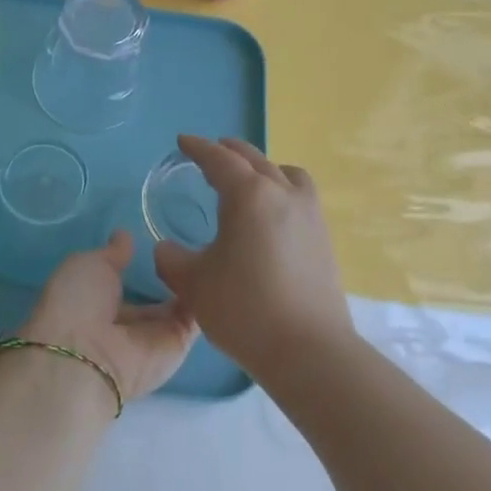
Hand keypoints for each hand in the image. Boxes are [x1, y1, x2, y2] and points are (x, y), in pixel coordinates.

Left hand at [18, 231, 196, 405]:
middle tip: (192, 245)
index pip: (124, 282)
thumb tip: (124, 235)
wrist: (89, 355)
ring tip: (208, 252)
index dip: (139, 264)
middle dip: (171, 275)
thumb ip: (112, 253)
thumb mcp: (88, 265)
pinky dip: (207, 298)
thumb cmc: (79, 302)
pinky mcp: (179, 346)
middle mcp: (128, 323)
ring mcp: (156, 336)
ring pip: (180, 306)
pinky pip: (196, 319)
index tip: (159, 241)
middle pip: (155, 297)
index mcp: (98, 303)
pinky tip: (215, 272)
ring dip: (194, 283)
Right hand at [153, 135, 352, 384]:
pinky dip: (281, 190)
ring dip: (263, 168)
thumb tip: (167, 248)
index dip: (198, 148)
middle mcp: (283, 193)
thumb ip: (171, 259)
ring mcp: (309, 214)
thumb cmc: (244, 309)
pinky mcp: (324, 237)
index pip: (220, 159)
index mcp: (248, 195)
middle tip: (211, 152)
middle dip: (230, 152)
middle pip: (254, 159)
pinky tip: (272, 216)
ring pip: (285, 173)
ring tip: (249, 181)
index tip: (183, 141)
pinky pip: (300, 196)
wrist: (308, 349)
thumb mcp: (193, 284)